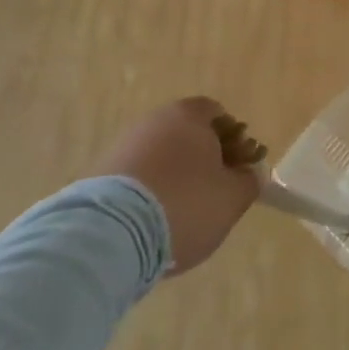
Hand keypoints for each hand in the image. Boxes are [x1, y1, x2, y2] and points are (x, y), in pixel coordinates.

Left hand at [98, 97, 259, 272]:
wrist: (110, 235)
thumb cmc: (184, 204)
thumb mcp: (232, 198)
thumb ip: (248, 181)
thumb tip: (248, 174)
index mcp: (189, 115)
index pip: (218, 114)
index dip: (234, 139)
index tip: (238, 168)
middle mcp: (154, 121)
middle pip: (188, 133)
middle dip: (205, 158)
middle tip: (215, 191)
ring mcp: (123, 146)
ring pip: (162, 156)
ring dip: (176, 176)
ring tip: (183, 213)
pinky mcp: (100, 176)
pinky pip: (138, 177)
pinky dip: (150, 192)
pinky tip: (155, 221)